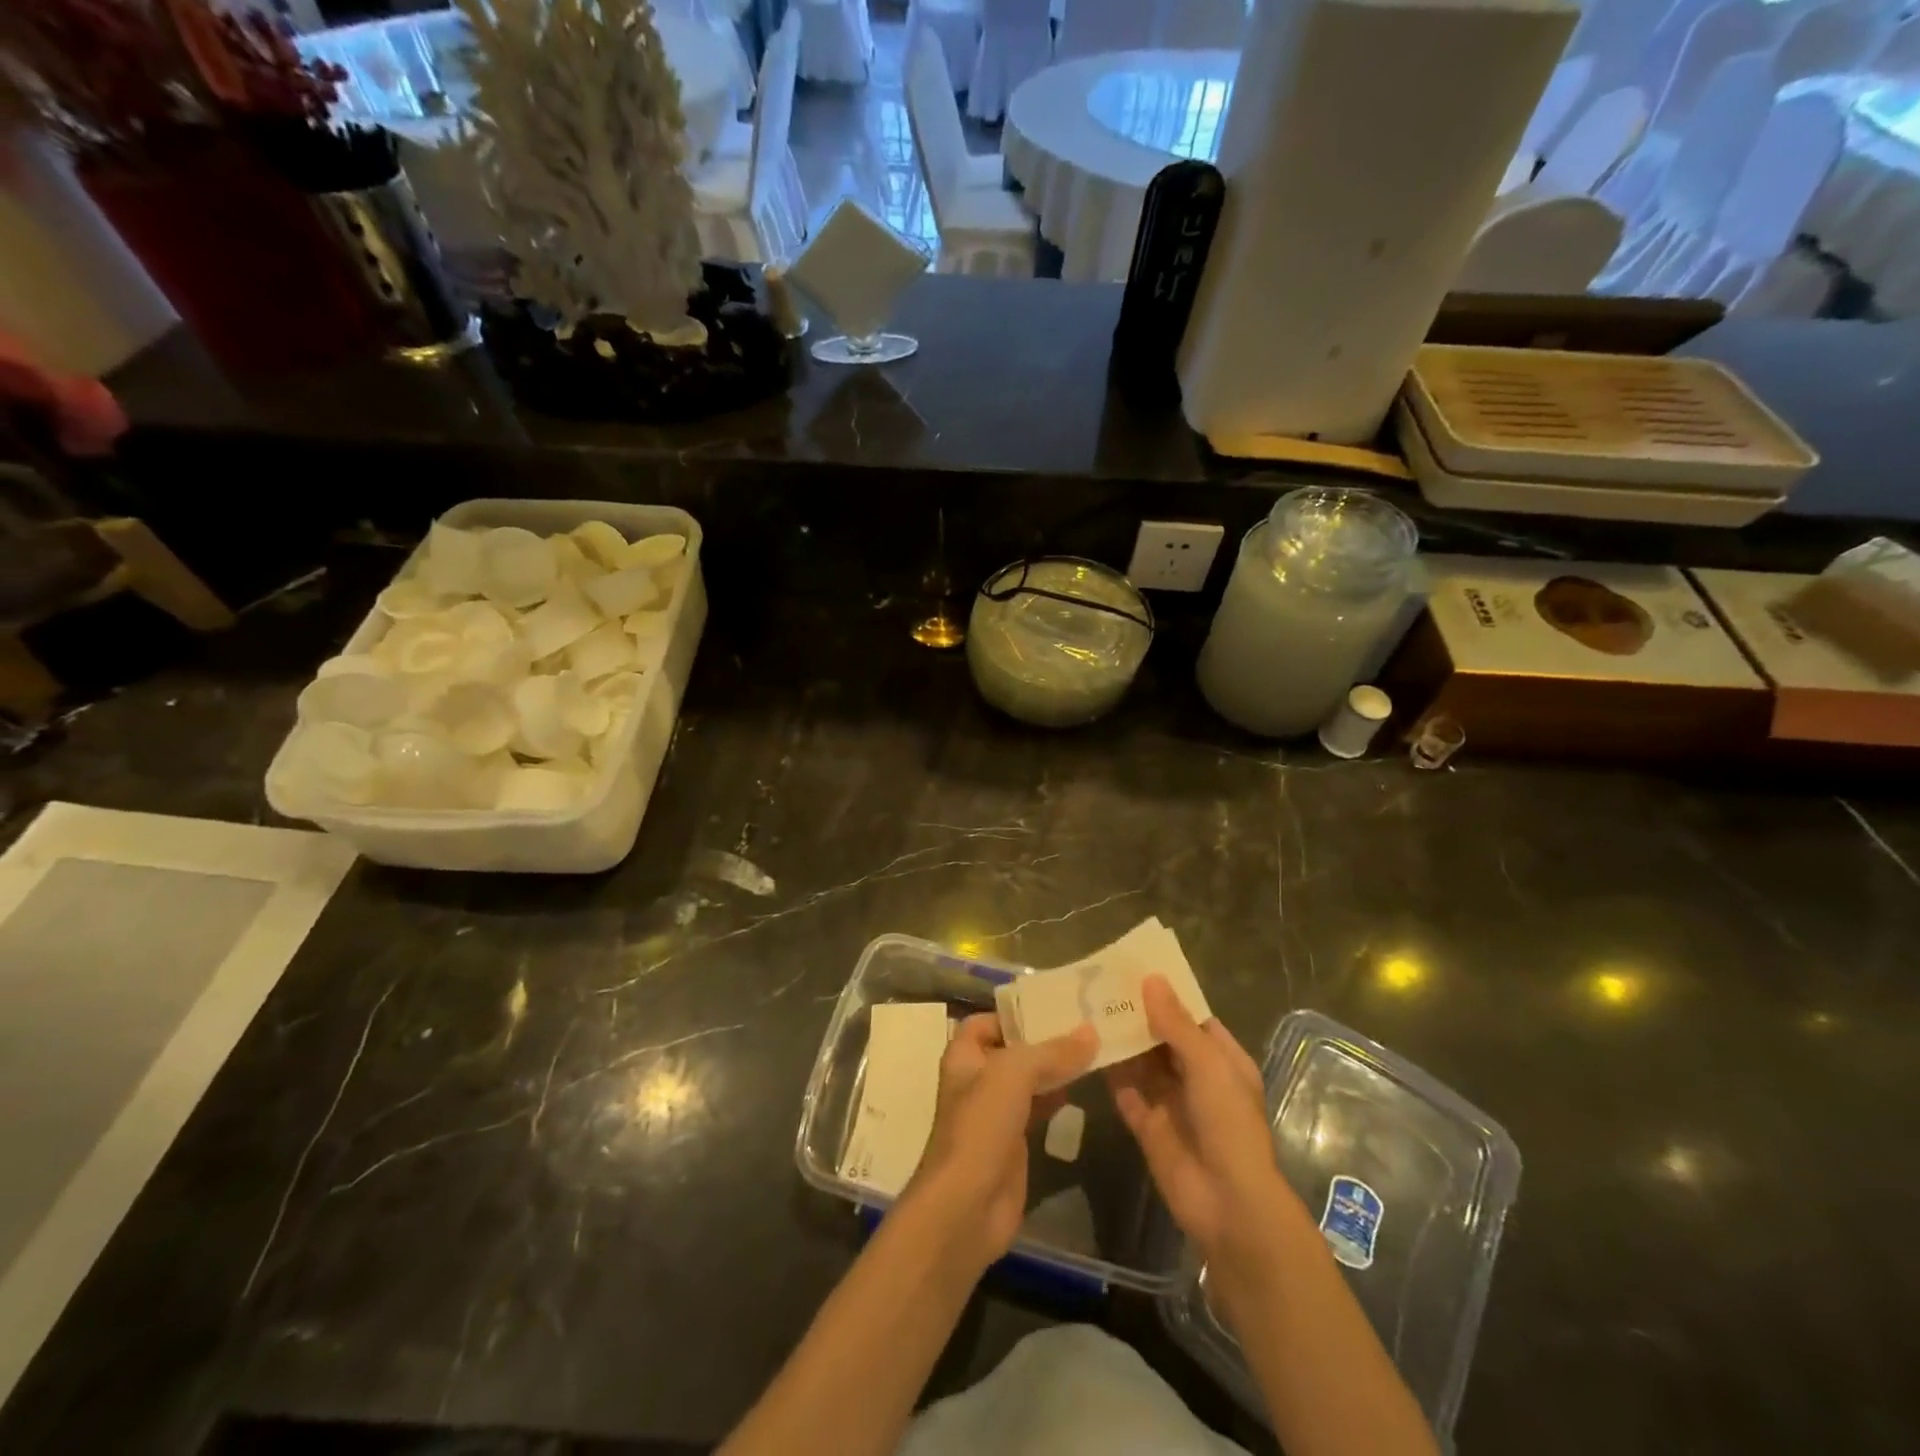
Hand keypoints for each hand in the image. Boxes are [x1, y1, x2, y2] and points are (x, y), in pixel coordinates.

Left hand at [903, 1014, 1096, 1271]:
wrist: (967, 1206)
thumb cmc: (980, 1126)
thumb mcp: (1013, 1074)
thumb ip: (1052, 1052)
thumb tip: (1091, 1032)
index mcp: (964, 1056)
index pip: (986, 1021)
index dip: (1013, 1014)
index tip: (1052, 1007)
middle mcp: (977, 1080)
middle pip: (1012, 1049)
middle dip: (1043, 1039)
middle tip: (1085, 1025)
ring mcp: (995, 1113)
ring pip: (1027, 1080)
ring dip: (1054, 1068)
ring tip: (1092, 1050)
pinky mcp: (1013, 1142)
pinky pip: (1037, 1109)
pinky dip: (1057, 1097)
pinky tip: (1081, 1089)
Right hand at [1105, 977, 1303, 1272]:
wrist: (1227, 1204)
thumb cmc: (1228, 1124)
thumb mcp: (1208, 1066)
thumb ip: (1176, 1024)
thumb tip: (1151, 979)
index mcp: (1222, 1061)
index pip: (1193, 1019)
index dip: (1167, 995)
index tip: (1135, 969)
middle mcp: (1196, 1077)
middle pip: (1163, 1038)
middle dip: (1138, 1015)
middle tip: (1101, 984)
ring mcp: (1170, 1102)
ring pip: (1141, 1063)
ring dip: (1121, 1040)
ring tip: (1087, 1007)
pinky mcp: (1147, 1125)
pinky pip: (1125, 1091)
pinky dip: (1110, 1072)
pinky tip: (1086, 1048)